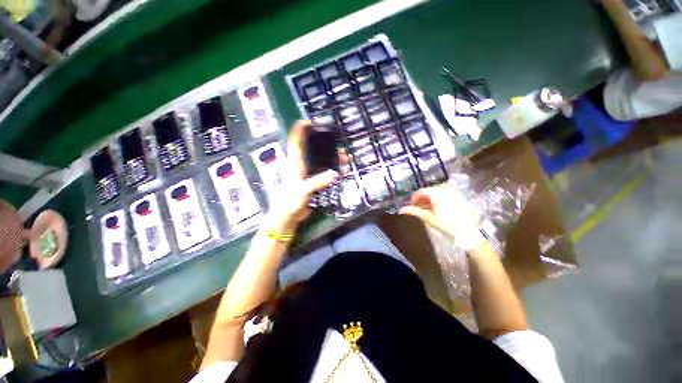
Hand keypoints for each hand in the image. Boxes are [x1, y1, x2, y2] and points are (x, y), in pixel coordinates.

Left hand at [265, 121, 338, 231]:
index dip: (299, 131)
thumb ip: (318, 182)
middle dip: (324, 145)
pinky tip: (341, 171)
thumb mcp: (303, 190)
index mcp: (295, 164)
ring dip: (332, 159)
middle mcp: (301, 166)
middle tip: (337, 142)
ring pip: (321, 162)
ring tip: (344, 157)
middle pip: (312, 151)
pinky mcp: (313, 183)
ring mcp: (308, 175)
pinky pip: (324, 174)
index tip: (307, 121)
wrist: (288, 216)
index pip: (295, 143)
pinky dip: (333, 172)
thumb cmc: (289, 201)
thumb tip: (335, 173)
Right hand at [400, 186, 480, 242]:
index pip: (422, 191)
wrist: (468, 234)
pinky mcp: (460, 200)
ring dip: (430, 199)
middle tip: (418, 207)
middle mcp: (445, 191)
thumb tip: (402, 209)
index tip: (411, 205)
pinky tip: (438, 209)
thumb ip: (415, 212)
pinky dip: (439, 200)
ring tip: (427, 209)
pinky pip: (446, 196)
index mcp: (437, 194)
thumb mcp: (429, 219)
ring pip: (438, 193)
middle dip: (422, 198)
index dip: (415, 197)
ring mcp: (454, 195)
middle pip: (430, 191)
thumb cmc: (447, 226)